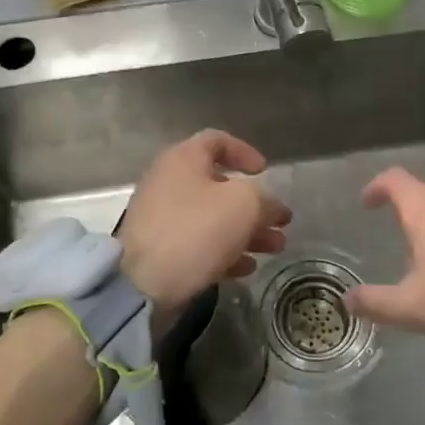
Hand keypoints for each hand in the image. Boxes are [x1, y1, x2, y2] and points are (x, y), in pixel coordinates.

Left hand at [120, 130, 290, 308]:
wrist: (143, 283)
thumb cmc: (195, 230)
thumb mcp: (243, 206)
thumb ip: (265, 200)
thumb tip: (272, 208)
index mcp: (183, 159)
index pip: (217, 141)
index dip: (245, 152)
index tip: (265, 172)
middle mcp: (170, 183)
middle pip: (220, 186)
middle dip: (255, 205)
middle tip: (281, 223)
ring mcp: (163, 218)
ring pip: (213, 218)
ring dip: (247, 232)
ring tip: (275, 248)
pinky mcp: (161, 251)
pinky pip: (199, 244)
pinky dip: (225, 252)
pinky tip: (247, 268)